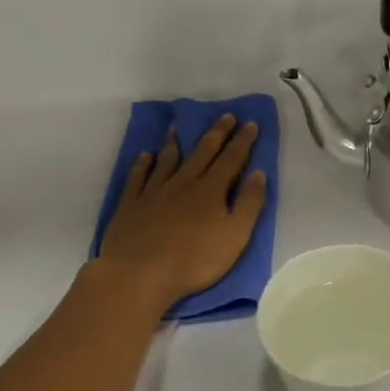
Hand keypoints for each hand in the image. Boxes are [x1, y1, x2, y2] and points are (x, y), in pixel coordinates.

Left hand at [92, 114, 266, 311]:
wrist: (140, 275)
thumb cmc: (194, 260)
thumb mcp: (235, 236)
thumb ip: (249, 204)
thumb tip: (258, 173)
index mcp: (211, 190)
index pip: (231, 159)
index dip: (242, 141)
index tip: (250, 123)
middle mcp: (183, 183)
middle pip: (202, 152)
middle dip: (217, 133)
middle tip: (226, 116)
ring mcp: (154, 192)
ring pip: (168, 160)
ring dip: (176, 142)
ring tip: (179, 127)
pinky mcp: (131, 204)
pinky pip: (138, 177)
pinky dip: (143, 164)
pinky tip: (146, 156)